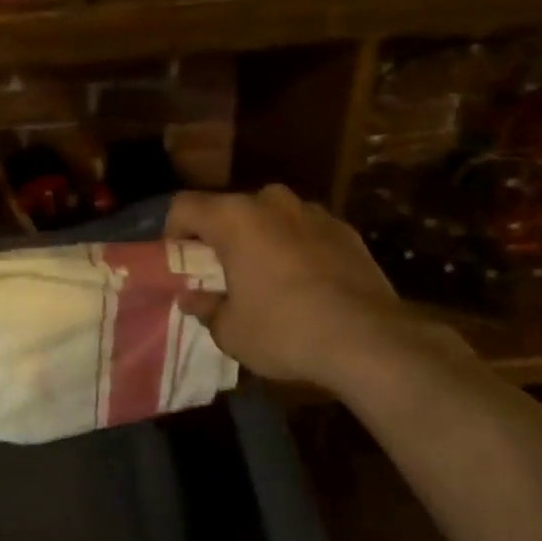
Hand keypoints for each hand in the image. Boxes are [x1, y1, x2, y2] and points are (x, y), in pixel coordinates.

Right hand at [168, 186, 463, 391]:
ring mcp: (313, 212)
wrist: (368, 339)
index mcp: (234, 218)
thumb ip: (206, 308)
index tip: (179, 263)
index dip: (173, 232)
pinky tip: (306, 285)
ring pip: (272, 217)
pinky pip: (306, 232)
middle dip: (220, 237)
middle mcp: (272, 202)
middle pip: (230, 209)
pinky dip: (297, 248)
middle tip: (221, 274)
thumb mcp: (231, 331)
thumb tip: (193, 298)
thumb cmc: (284, 330)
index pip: (184, 206)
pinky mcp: (346, 229)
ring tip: (267, 279)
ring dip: (261, 240)